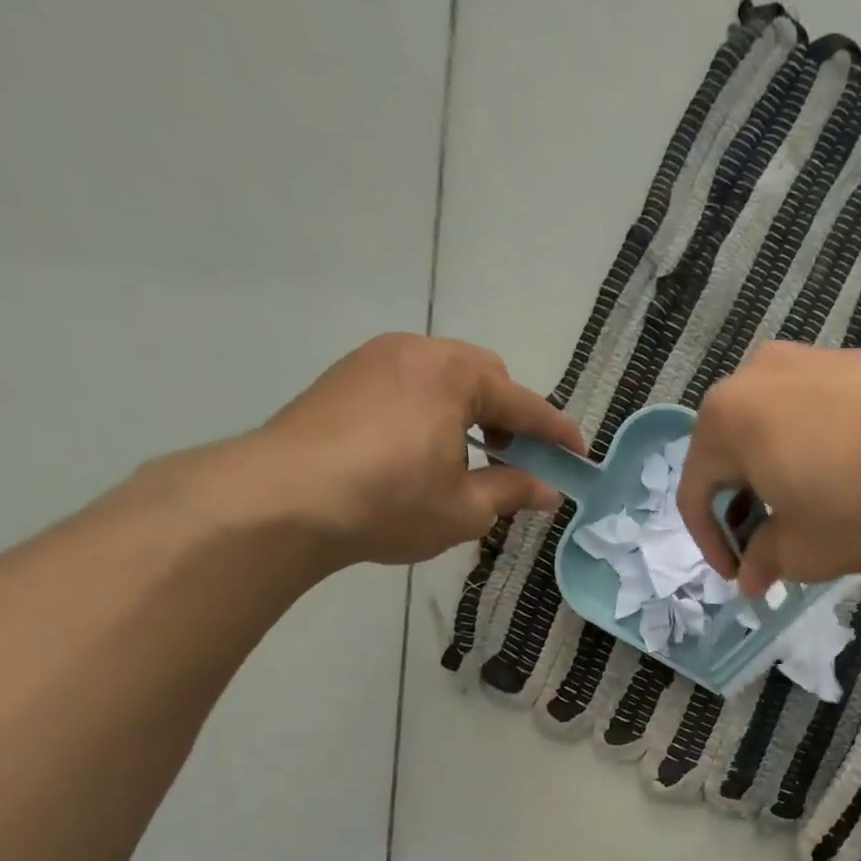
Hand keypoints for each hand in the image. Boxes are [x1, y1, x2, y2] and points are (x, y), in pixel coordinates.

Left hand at [250, 334, 583, 565]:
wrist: (281, 500)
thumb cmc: (391, 501)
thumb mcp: (466, 507)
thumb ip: (513, 491)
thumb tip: (548, 491)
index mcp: (455, 376)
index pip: (524, 404)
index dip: (557, 433)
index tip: (579, 456)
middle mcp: (416, 353)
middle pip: (483, 376)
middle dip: (508, 415)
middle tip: (514, 458)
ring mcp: (372, 361)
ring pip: (442, 378)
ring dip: (468, 413)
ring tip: (467, 459)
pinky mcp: (340, 380)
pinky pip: (407, 386)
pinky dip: (430, 412)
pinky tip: (421, 453)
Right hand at [678, 343, 860, 594]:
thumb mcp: (804, 551)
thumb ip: (765, 562)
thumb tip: (751, 575)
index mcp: (727, 418)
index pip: (696, 490)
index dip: (711, 543)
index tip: (739, 577)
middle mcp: (759, 375)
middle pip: (736, 455)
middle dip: (750, 509)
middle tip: (777, 549)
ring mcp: (813, 358)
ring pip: (779, 433)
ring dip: (786, 481)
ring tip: (820, 519)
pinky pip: (820, 415)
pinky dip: (821, 455)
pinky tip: (858, 483)